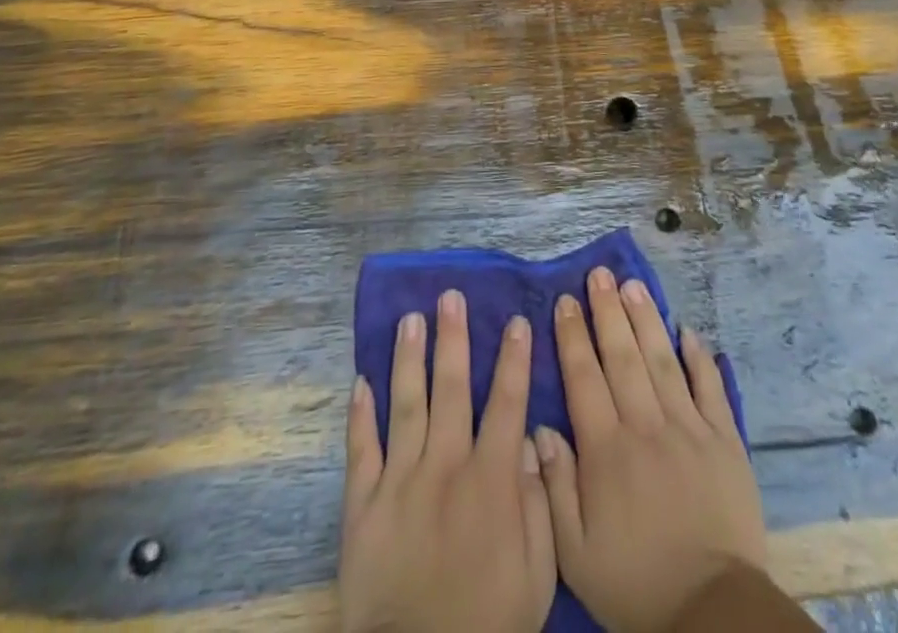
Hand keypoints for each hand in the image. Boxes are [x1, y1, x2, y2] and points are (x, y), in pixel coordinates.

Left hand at [339, 289, 554, 632]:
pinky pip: (361, 449)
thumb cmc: (487, 624)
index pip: (507, 403)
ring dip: (410, 358)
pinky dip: (360, 414)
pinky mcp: (362, 505)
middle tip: (450, 296)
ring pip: (406, 404)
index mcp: (490, 480)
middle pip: (452, 388)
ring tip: (410, 318)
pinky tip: (361, 381)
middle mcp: (445, 466)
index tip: (515, 321)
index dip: (514, 359)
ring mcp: (400, 481)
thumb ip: (538, 504)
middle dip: (453, 338)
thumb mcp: (536, 575)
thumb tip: (528, 443)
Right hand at [535, 268, 765, 632]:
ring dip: (646, 320)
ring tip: (633, 285)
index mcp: (607, 450)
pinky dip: (699, 357)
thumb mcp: (575, 553)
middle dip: (608, 311)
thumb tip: (540, 428)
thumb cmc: (635, 583)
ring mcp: (689, 429)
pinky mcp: (725, 440)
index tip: (565, 300)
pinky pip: (710, 388)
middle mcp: (646, 426)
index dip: (573, 336)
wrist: (711, 613)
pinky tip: (688, 330)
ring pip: (662, 360)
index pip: (584, 378)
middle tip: (599, 274)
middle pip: (623, 356)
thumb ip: (554, 487)